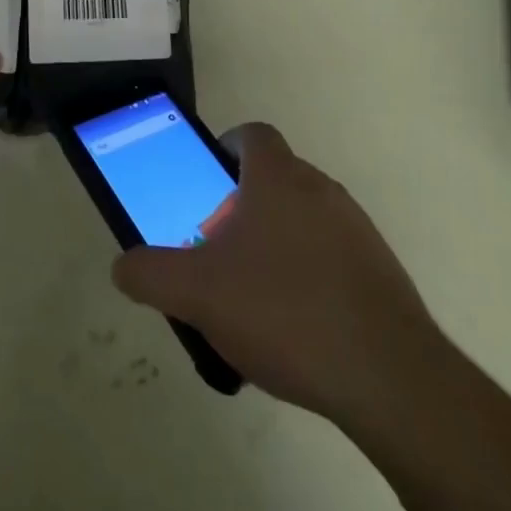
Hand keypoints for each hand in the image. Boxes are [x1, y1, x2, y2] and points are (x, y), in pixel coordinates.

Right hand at [111, 123, 442, 425]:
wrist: (388, 376)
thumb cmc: (284, 311)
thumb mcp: (198, 294)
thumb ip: (151, 274)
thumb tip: (122, 266)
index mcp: (277, 178)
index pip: (253, 134)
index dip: (227, 147)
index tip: (209, 180)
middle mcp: (320, 188)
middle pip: (275, 177)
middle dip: (244, 203)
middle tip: (219, 246)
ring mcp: (356, 227)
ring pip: (305, 216)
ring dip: (278, 239)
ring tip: (254, 293)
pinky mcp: (380, 269)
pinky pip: (333, 253)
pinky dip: (310, 272)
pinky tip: (297, 325)